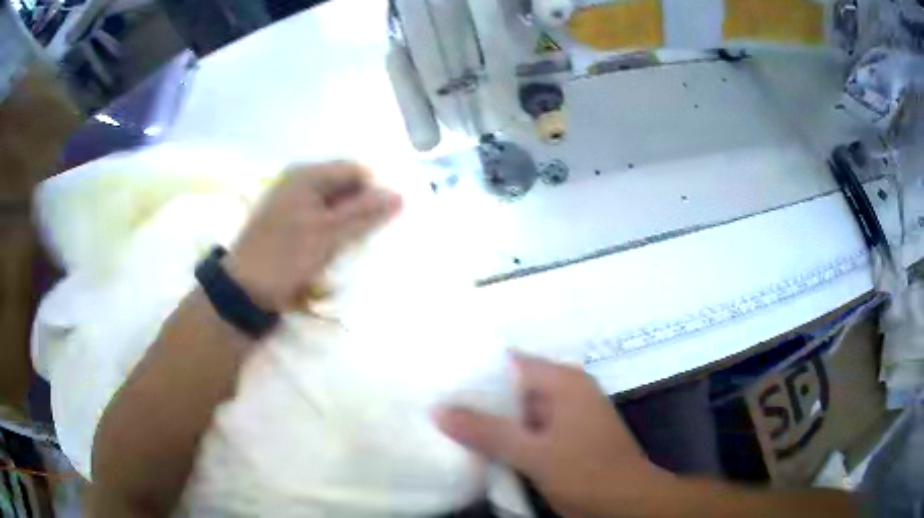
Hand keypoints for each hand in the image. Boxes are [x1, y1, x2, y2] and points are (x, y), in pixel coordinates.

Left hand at [225, 162, 401, 311]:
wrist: (245, 289)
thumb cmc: (286, 256)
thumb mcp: (328, 234)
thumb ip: (364, 213)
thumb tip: (399, 196)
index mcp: (307, 174)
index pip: (356, 170)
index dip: (374, 190)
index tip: (385, 219)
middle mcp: (299, 180)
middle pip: (344, 184)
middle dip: (362, 206)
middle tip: (374, 233)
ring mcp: (291, 201)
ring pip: (333, 202)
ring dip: (349, 220)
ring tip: (358, 243)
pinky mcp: (288, 221)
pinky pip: (320, 216)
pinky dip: (333, 229)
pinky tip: (338, 247)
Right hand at [435, 355, 674, 517]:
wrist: (624, 502)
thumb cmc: (586, 472)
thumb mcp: (533, 453)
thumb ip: (486, 431)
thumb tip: (439, 410)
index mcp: (563, 381)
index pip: (509, 362)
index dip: (473, 368)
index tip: (438, 377)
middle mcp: (565, 391)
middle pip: (511, 387)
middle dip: (476, 398)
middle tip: (434, 401)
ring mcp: (565, 415)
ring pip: (517, 411)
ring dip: (489, 420)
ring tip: (444, 420)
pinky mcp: (562, 437)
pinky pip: (526, 430)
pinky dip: (504, 437)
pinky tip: (474, 444)